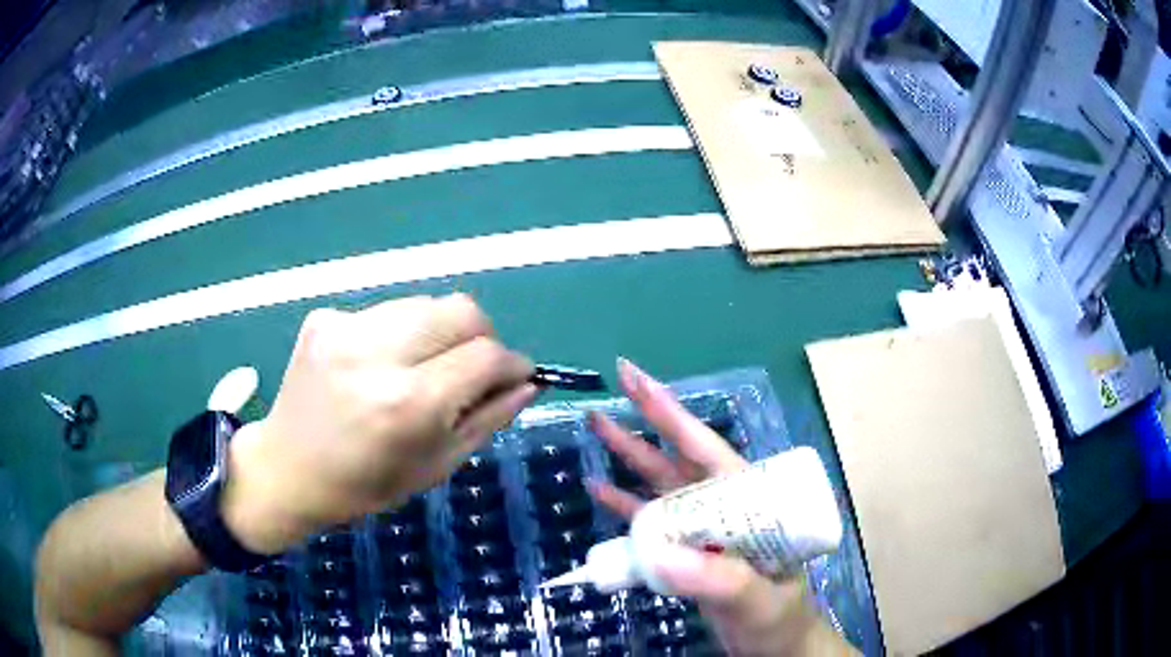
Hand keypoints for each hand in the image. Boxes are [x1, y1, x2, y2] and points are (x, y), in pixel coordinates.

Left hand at [223, 294, 536, 553]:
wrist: (285, 470)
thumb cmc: (364, 486)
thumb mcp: (435, 467)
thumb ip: (487, 420)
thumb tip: (527, 383)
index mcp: (407, 404)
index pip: (486, 356)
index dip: (513, 364)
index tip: (516, 376)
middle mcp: (377, 353)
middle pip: (462, 309)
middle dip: (482, 338)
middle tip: (472, 370)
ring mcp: (345, 327)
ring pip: (426, 304)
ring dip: (440, 333)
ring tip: (421, 369)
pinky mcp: (325, 317)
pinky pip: (387, 312)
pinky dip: (400, 334)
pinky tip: (380, 366)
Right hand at [588, 359, 854, 656]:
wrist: (773, 649)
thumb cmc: (778, 621)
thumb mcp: (757, 601)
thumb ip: (720, 580)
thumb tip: (659, 550)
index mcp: (751, 504)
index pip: (709, 452)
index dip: (672, 415)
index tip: (639, 381)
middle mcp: (726, 508)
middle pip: (681, 460)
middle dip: (648, 422)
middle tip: (617, 381)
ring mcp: (705, 530)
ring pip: (663, 486)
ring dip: (629, 459)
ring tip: (596, 428)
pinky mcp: (687, 552)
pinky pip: (652, 524)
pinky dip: (625, 506)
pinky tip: (599, 490)